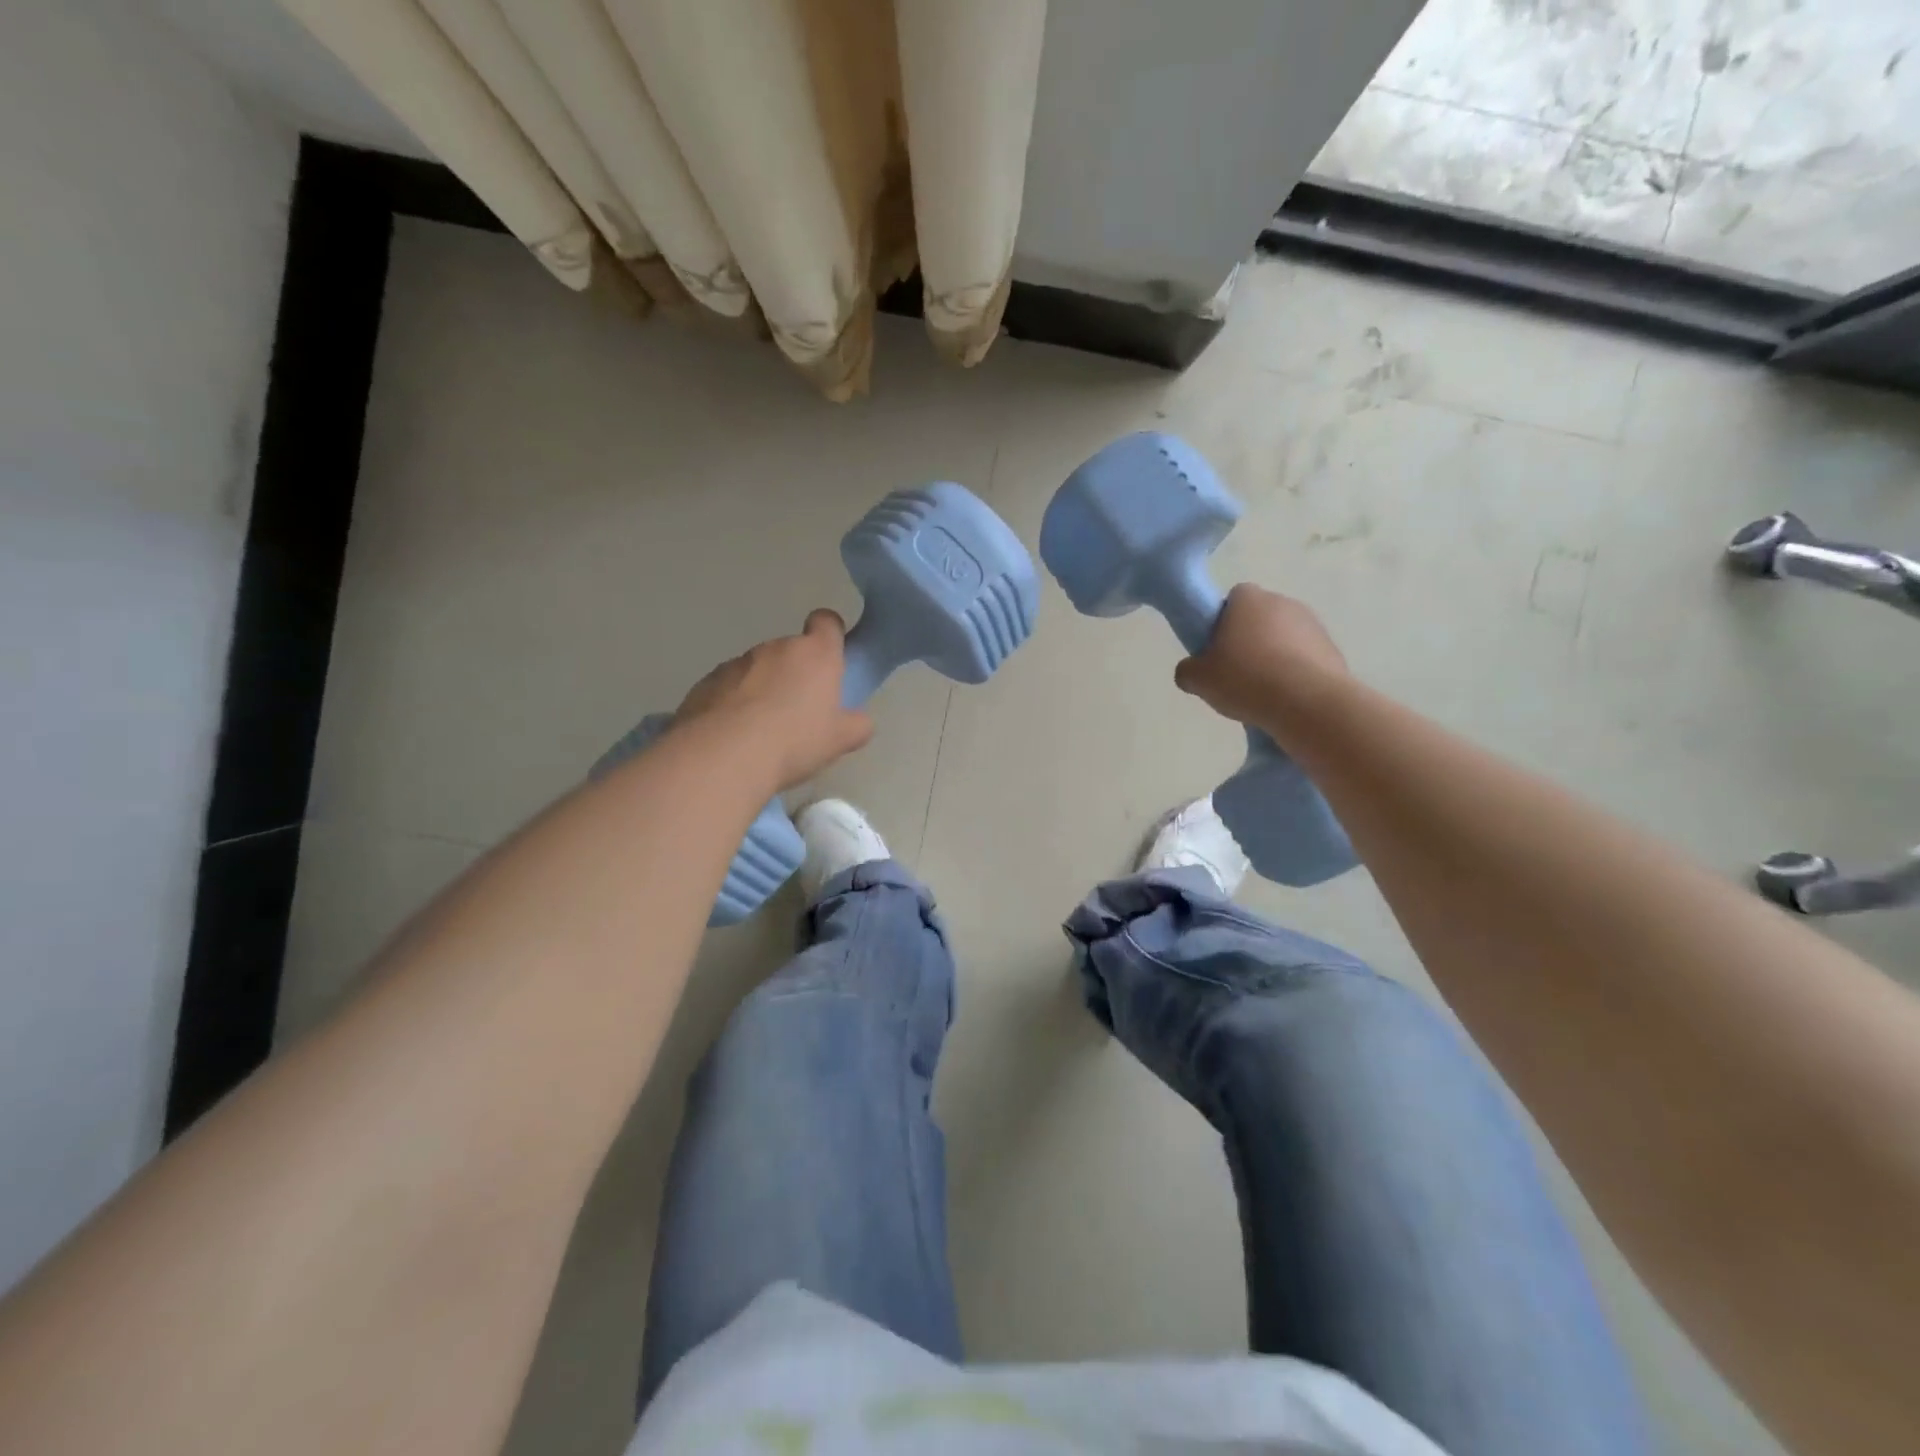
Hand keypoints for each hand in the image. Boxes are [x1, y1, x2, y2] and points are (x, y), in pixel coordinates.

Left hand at [675, 610, 873, 790]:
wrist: (723, 757)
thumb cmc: (794, 741)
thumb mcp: (840, 741)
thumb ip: (857, 725)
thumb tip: (858, 721)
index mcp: (815, 654)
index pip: (827, 622)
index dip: (830, 635)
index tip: (831, 660)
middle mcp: (775, 648)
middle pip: (791, 651)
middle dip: (795, 674)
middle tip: (799, 713)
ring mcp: (736, 663)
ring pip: (757, 670)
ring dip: (762, 690)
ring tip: (761, 730)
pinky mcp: (705, 682)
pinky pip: (728, 688)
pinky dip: (733, 704)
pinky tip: (733, 736)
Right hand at [1174, 584, 1348, 734]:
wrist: (1307, 703)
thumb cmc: (1246, 679)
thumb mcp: (1198, 680)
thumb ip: (1188, 670)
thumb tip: (1191, 671)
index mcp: (1248, 599)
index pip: (1233, 598)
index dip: (1222, 621)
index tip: (1217, 648)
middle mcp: (1283, 602)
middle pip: (1260, 617)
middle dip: (1249, 640)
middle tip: (1236, 672)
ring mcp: (1313, 624)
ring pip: (1285, 637)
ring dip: (1274, 656)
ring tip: (1263, 691)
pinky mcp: (1333, 649)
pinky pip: (1305, 658)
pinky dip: (1296, 673)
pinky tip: (1286, 698)